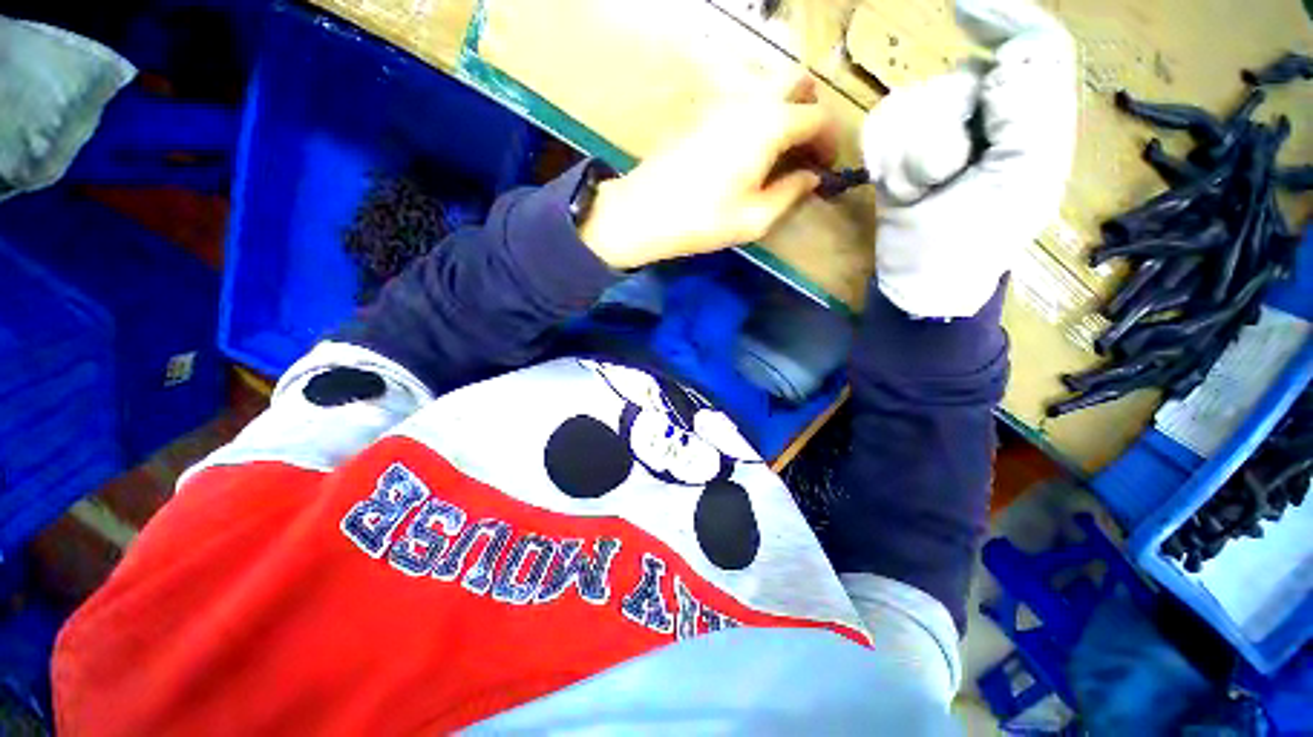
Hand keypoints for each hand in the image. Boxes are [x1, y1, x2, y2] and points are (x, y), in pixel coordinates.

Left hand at [579, 77, 839, 269]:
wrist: (645, 212)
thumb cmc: (702, 220)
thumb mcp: (755, 219)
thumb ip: (791, 193)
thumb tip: (811, 177)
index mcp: (770, 125)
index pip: (818, 119)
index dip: (830, 142)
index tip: (827, 167)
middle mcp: (750, 101)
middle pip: (796, 85)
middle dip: (810, 113)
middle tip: (804, 151)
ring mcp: (722, 101)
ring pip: (768, 88)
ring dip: (784, 111)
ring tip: (778, 153)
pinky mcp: (702, 112)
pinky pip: (742, 101)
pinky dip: (757, 116)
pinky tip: (747, 150)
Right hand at [864, 0, 1076, 317]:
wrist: (920, 278)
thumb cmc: (975, 242)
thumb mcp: (1022, 184)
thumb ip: (1029, 116)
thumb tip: (1001, 66)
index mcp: (1033, 119)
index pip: (1032, 48)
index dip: (1004, 21)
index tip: (962, 12)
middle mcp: (986, 115)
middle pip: (961, 78)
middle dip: (943, 125)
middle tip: (945, 173)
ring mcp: (935, 131)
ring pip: (915, 103)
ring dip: (910, 154)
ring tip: (919, 191)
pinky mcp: (895, 150)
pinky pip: (882, 126)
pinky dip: (886, 160)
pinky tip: (897, 188)